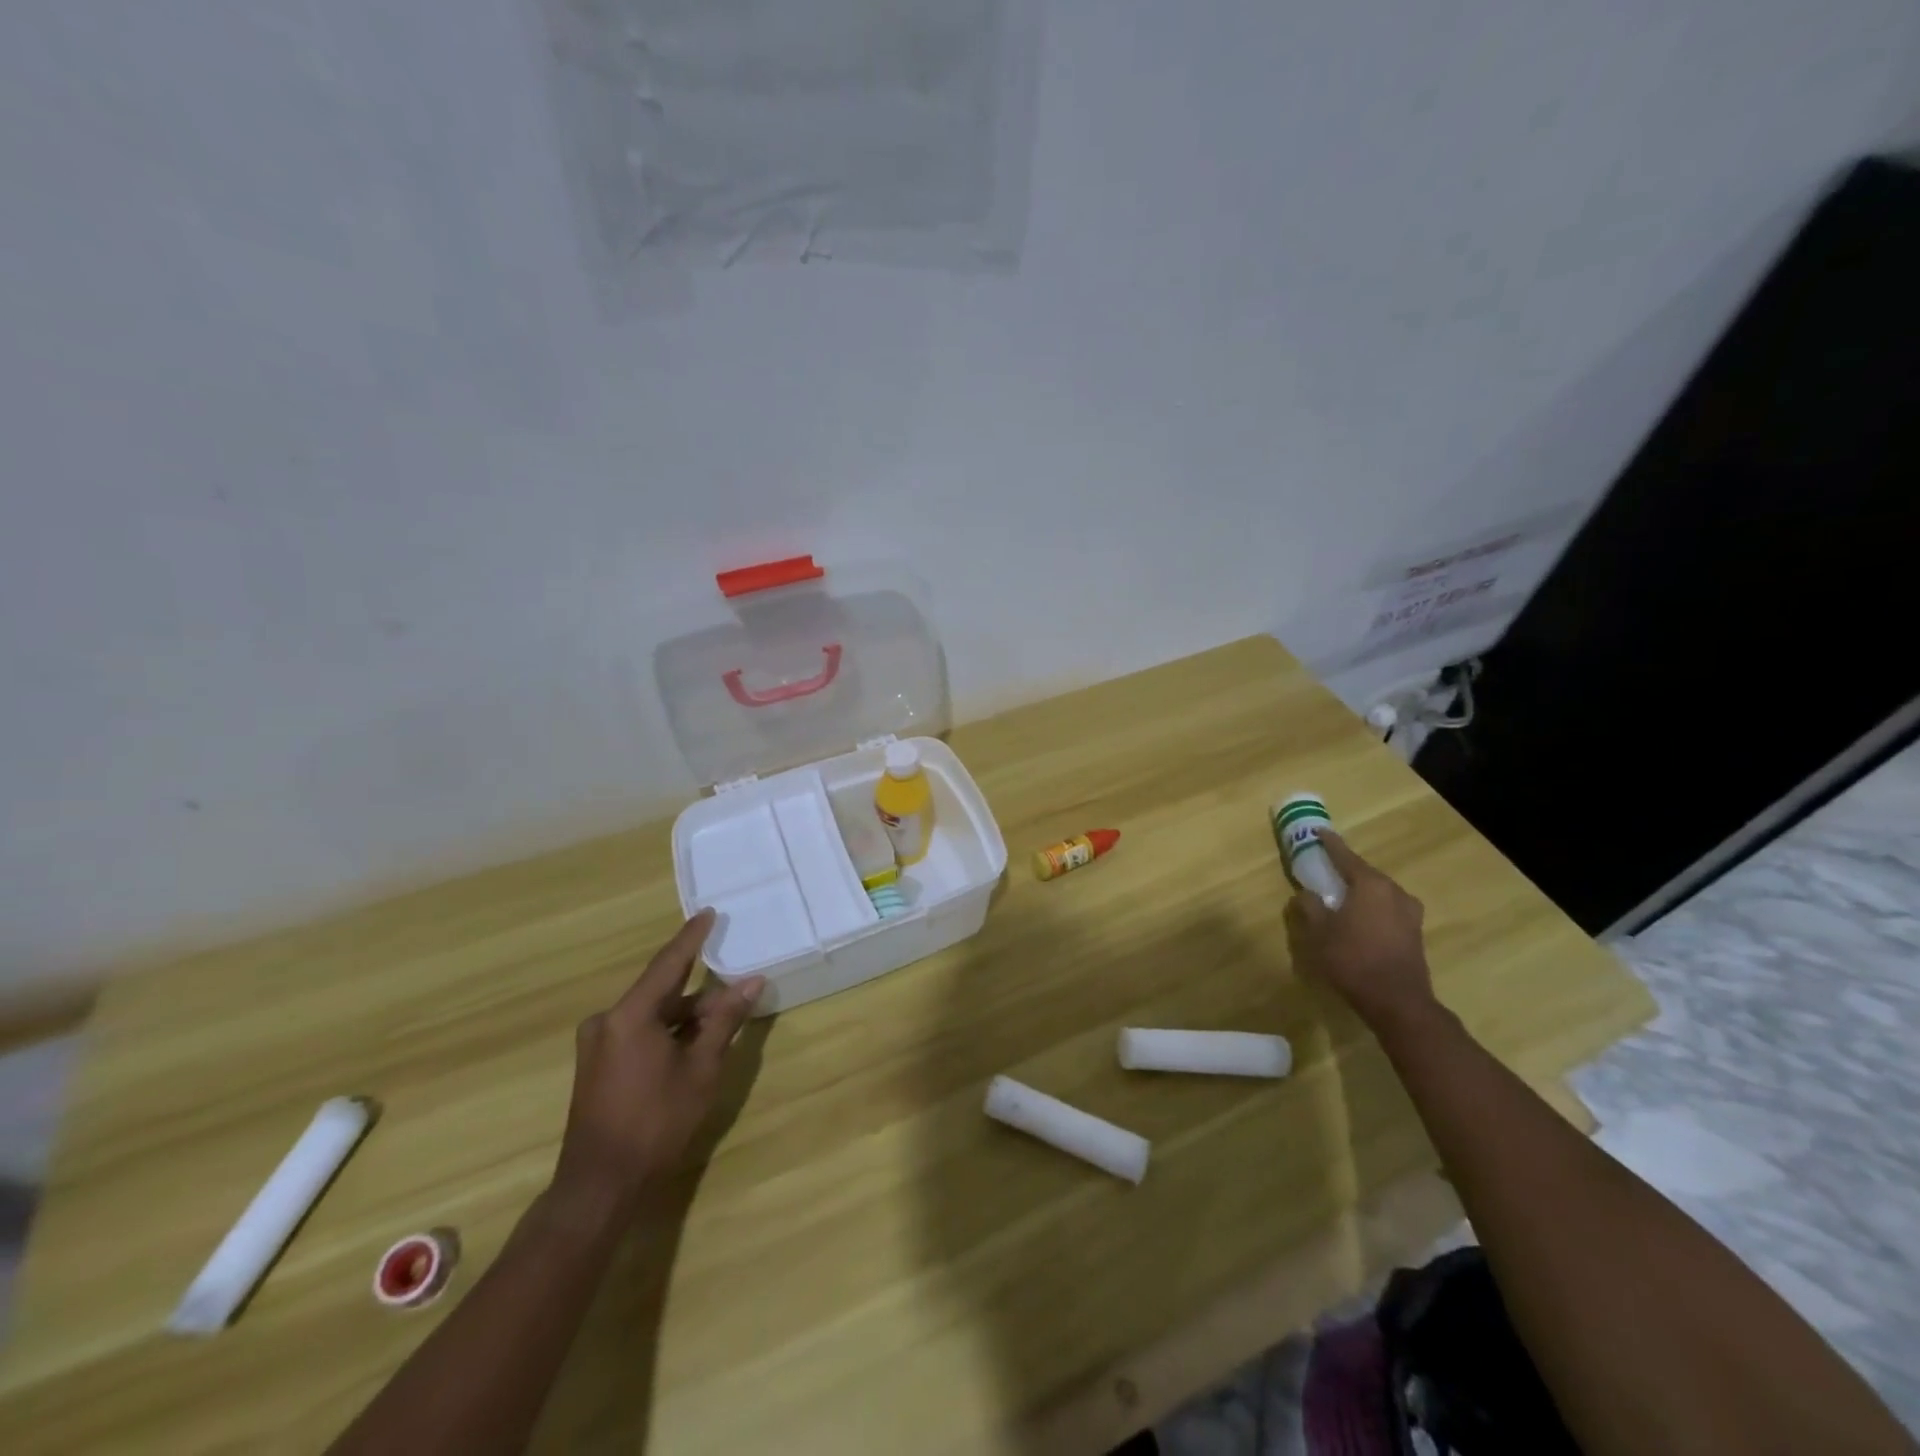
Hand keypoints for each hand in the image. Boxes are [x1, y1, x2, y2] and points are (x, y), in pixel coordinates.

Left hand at [551, 910, 763, 1216]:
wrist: (600, 1185)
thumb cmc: (656, 1122)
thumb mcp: (701, 1069)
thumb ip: (724, 1021)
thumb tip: (751, 982)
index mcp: (629, 1015)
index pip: (668, 963)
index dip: (691, 937)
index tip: (708, 913)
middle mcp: (607, 1021)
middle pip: (661, 992)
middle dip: (699, 991)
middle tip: (734, 988)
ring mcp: (598, 1044)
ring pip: (651, 1015)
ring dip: (685, 1016)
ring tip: (721, 1022)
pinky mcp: (597, 1065)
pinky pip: (638, 1032)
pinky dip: (667, 1032)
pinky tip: (692, 1044)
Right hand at [1284, 832, 1440, 1040]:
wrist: (1397, 1002)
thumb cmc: (1352, 959)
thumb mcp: (1318, 932)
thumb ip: (1309, 906)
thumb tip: (1306, 893)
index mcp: (1371, 885)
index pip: (1346, 856)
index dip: (1330, 844)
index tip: (1319, 832)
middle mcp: (1395, 892)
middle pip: (1365, 873)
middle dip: (1346, 869)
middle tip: (1326, 867)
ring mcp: (1410, 912)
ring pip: (1379, 892)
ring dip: (1361, 890)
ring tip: (1342, 894)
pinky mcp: (1414, 932)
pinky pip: (1388, 908)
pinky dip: (1372, 906)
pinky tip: (1360, 917)